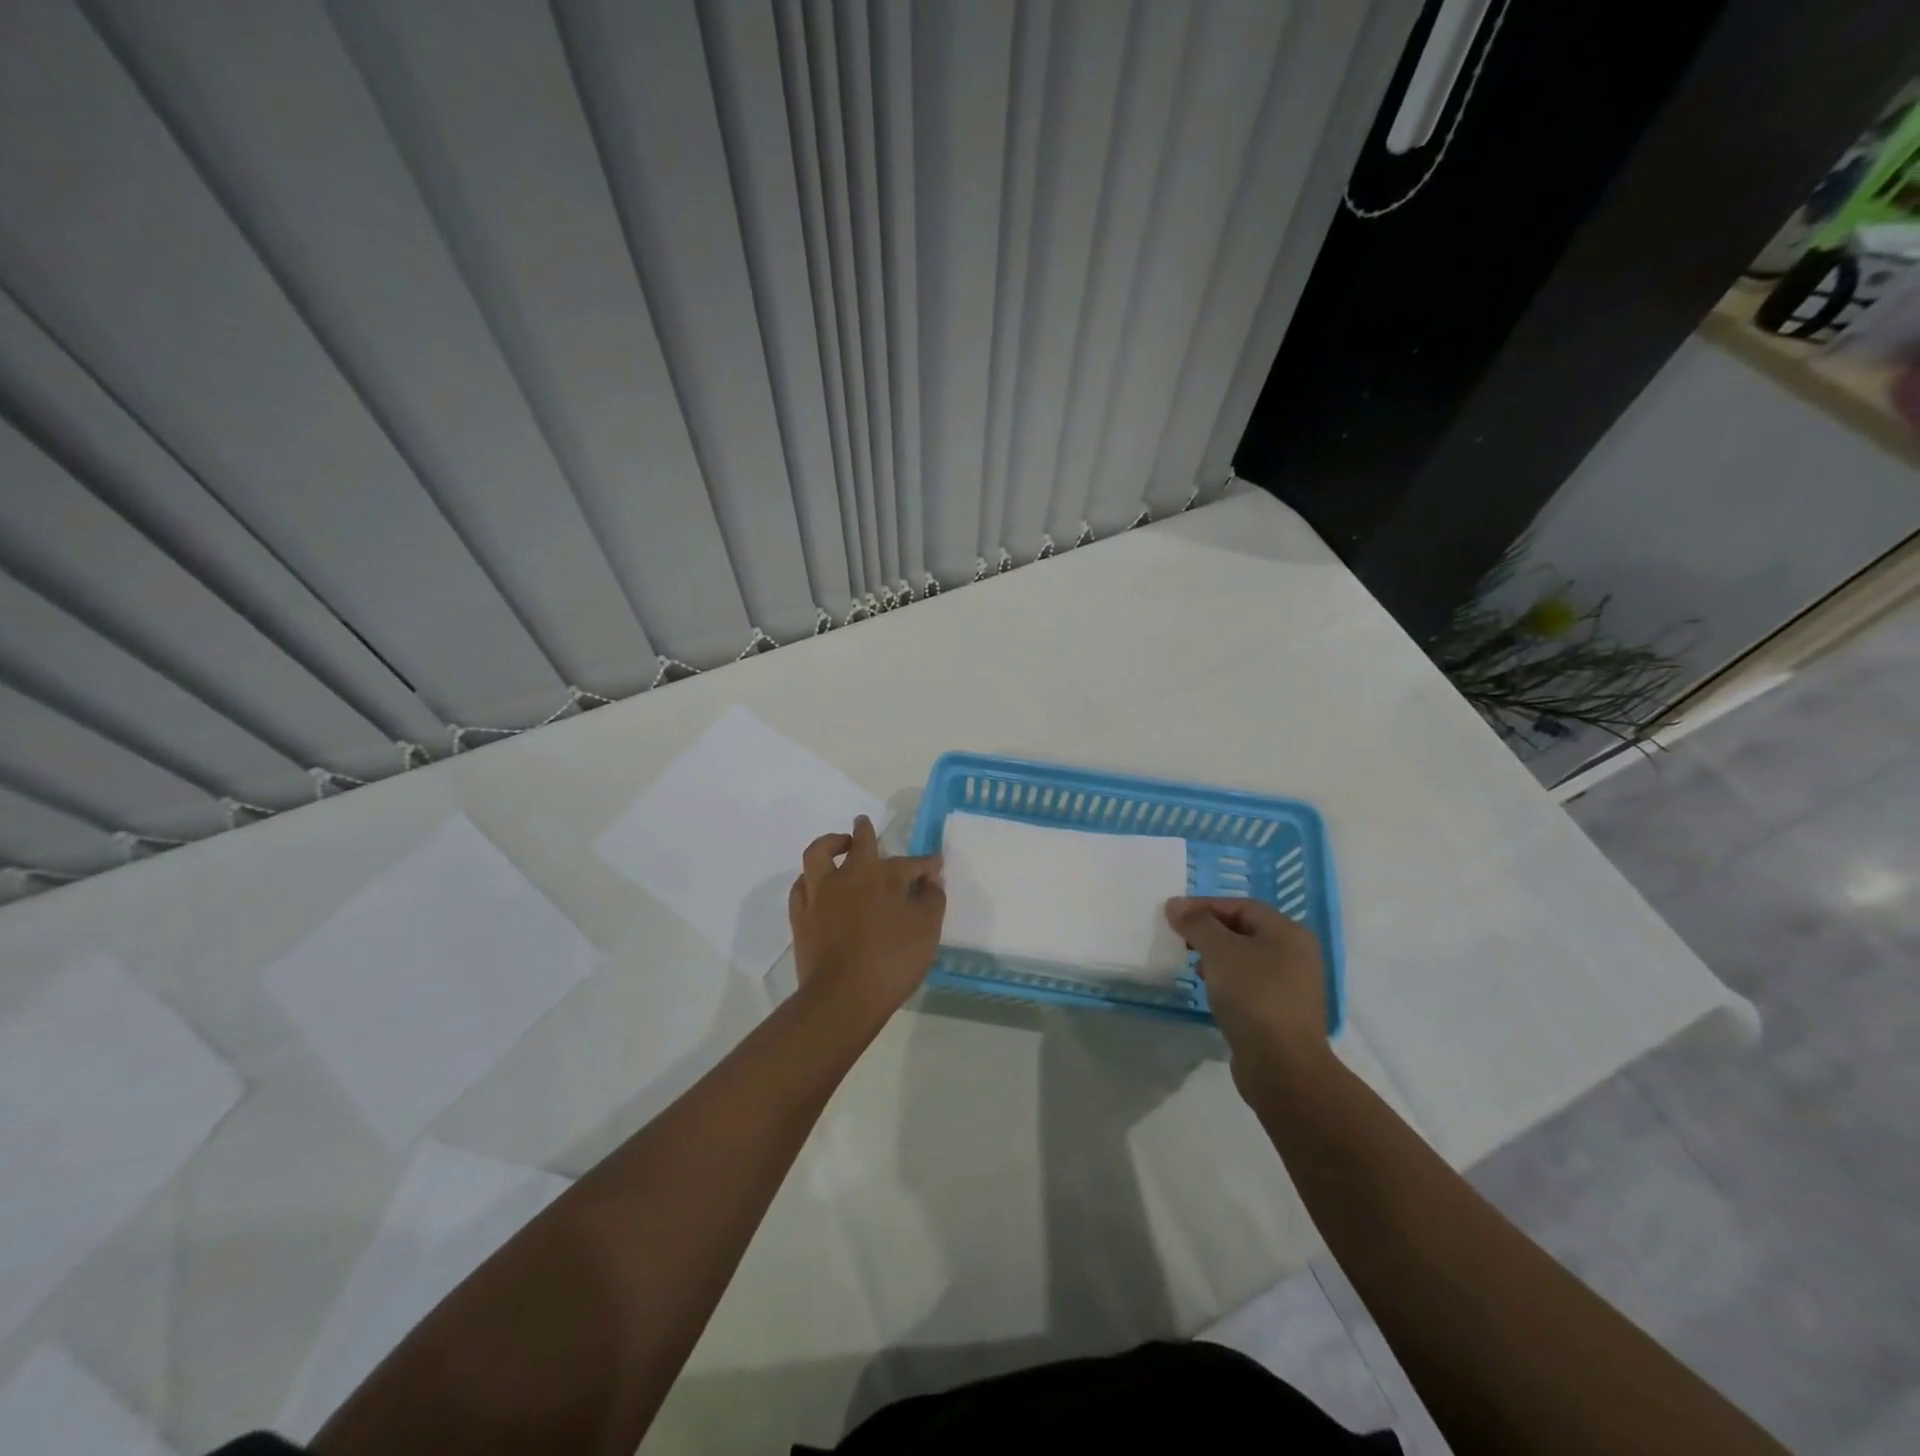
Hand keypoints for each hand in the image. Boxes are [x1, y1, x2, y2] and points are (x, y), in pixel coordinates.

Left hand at [789, 816, 944, 1023]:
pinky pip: (802, 885)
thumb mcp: (926, 930)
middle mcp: (848, 876)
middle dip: (865, 831)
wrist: (842, 997)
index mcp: (882, 876)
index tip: (935, 866)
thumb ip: (932, 899)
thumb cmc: (891, 961)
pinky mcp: (801, 916)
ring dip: (830, 844)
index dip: (925, 864)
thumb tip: (931, 879)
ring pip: (819, 854)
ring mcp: (820, 894)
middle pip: (858, 843)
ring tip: (838, 845)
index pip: (909, 863)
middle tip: (864, 823)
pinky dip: (811, 878)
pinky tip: (816, 883)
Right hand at [1166, 896, 1329, 1088]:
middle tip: (1180, 939)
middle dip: (1209, 932)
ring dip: (1216, 958)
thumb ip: (1197, 923)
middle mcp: (1296, 955)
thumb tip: (1175, 905)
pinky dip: (1227, 981)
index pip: (1242, 906)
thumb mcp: (1220, 951)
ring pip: (1245, 959)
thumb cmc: (1253, 996)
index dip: (1205, 906)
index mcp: (1288, 933)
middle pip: (1244, 930)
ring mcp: (1291, 986)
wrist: (1282, 1066)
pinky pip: (1249, 985)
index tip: (1173, 915)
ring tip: (1193, 967)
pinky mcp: (1281, 1013)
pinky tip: (1211, 992)